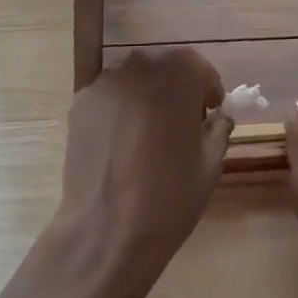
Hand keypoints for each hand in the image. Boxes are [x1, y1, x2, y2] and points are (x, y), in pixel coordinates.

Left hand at [43, 47, 232, 297]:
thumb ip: (218, 130)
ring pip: (134, 80)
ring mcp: (105, 83)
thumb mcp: (210, 165)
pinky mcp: (80, 103)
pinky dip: (119, 110)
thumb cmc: (169, 197)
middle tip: (182, 123)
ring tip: (149, 134)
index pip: (197, 67)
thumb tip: (218, 118)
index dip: (207, 89)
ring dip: (146, 96)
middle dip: (175, 88)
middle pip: (163, 68)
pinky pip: (109, 98)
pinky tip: (122, 145)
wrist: (106, 231)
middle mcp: (139, 66)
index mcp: (178, 74)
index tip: (211, 112)